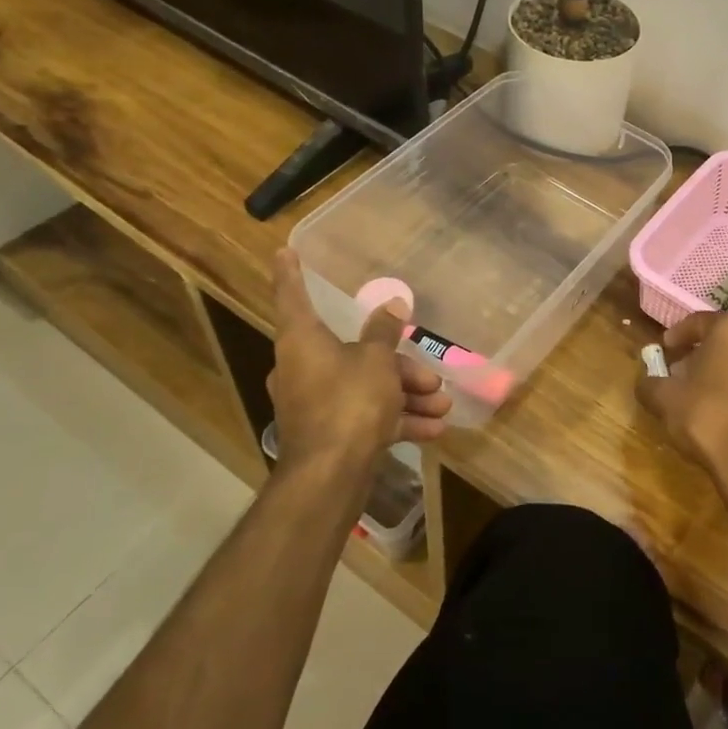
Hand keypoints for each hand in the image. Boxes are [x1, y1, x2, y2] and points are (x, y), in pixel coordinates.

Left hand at [267, 250, 451, 481]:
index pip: (293, 297)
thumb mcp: (376, 361)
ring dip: (406, 395)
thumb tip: (392, 304)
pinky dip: (397, 419)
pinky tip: (433, 428)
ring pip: (366, 388)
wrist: (330, 477)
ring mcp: (315, 403)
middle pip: (353, 353)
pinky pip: (367, 416)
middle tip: (432, 377)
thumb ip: (384, 332)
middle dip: (398, 366)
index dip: (291, 274)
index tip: (284, 251)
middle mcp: (302, 368)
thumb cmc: (349, 402)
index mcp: (302, 341)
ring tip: (443, 404)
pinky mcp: (330, 433)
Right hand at [636, 312, 727, 506]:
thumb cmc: (707, 418)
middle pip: (722, 341)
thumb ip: (649, 384)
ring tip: (697, 395)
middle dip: (699, 354)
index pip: (698, 322)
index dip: (677, 335)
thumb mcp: (665, 399)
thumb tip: (644, 382)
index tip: (664, 349)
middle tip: (678, 372)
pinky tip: (720, 414)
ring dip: (718, 373)